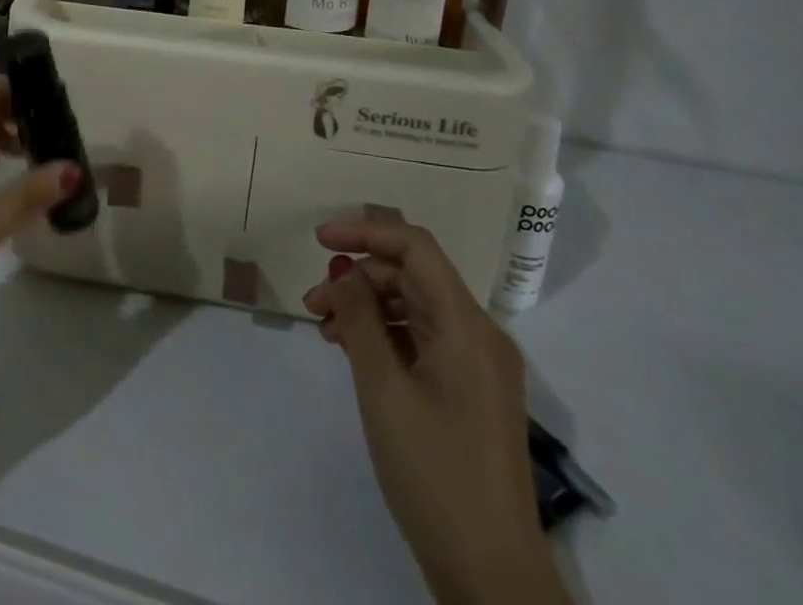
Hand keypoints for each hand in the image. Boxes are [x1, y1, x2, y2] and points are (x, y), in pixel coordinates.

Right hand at [303, 216, 567, 604]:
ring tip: (324, 329)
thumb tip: (342, 268)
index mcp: (467, 325)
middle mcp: (479, 334)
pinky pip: (422, 338)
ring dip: (366, 306)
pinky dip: (384, 334)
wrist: (490, 575)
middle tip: (312, 302)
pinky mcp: (469, 391)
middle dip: (358, 276)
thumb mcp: (383, 388)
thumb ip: (359, 318)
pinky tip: (352, 351)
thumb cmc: (434, 471)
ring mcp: (477, 365)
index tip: (318, 240)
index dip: (365, 231)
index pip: (415, 247)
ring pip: (413, 306)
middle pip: (412, 276)